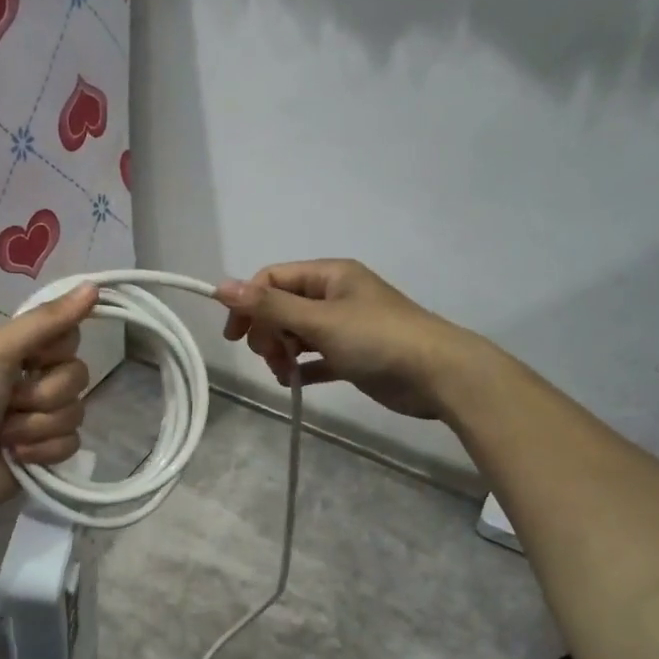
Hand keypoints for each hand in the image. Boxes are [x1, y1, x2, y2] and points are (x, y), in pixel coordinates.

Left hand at [0, 282, 98, 521]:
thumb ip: (46, 321)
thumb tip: (94, 285)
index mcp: (20, 351)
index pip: (70, 338)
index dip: (55, 351)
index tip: (31, 359)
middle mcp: (34, 380)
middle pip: (77, 377)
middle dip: (41, 395)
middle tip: (7, 402)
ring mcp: (41, 419)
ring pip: (76, 413)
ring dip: (35, 426)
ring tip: (2, 435)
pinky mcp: (46, 454)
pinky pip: (72, 445)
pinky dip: (42, 452)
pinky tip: (15, 457)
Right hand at [216, 260, 476, 420]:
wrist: (437, 374)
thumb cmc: (377, 339)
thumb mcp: (319, 320)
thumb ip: (270, 305)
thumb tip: (221, 286)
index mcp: (329, 275)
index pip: (273, 279)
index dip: (249, 303)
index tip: (235, 336)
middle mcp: (336, 295)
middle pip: (283, 307)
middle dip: (268, 332)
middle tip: (270, 356)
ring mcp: (346, 326)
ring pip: (298, 333)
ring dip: (282, 352)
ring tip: (284, 374)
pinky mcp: (354, 355)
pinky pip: (316, 357)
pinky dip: (302, 368)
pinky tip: (294, 383)